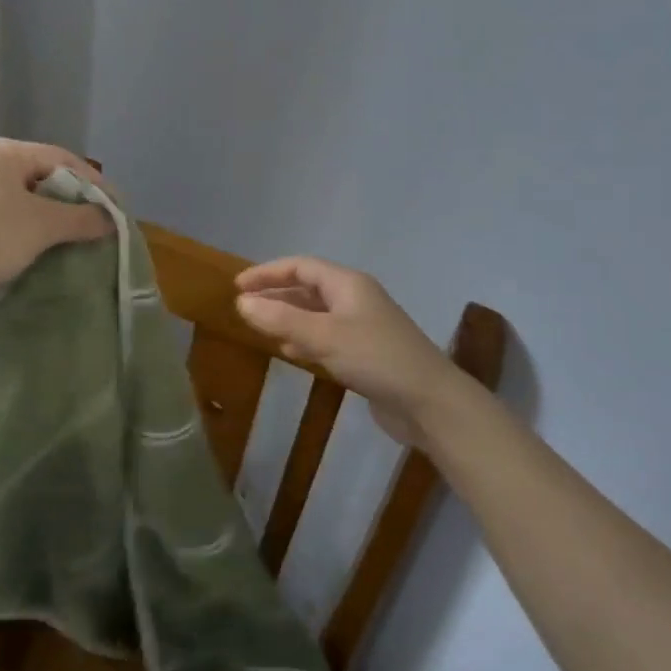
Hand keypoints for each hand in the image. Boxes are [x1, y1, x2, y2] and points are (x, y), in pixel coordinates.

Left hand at [0, 138, 112, 320]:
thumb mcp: (42, 225)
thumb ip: (81, 218)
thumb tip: (110, 220)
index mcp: (3, 152)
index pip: (62, 158)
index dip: (95, 183)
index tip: (118, 209)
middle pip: (46, 178)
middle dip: (76, 203)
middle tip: (102, 225)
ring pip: (30, 202)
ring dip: (57, 221)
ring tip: (83, 240)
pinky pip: (14, 219)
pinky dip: (35, 232)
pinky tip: (52, 250)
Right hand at [235, 257, 477, 447]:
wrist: (431, 404)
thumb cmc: (376, 358)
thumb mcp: (323, 336)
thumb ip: (281, 319)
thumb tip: (241, 303)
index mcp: (347, 284)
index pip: (300, 266)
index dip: (268, 273)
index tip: (238, 286)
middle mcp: (355, 299)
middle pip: (308, 288)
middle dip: (276, 295)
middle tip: (245, 307)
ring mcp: (362, 326)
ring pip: (316, 314)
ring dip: (288, 318)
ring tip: (261, 327)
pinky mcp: (366, 353)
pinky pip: (326, 337)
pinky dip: (304, 339)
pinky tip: (290, 352)